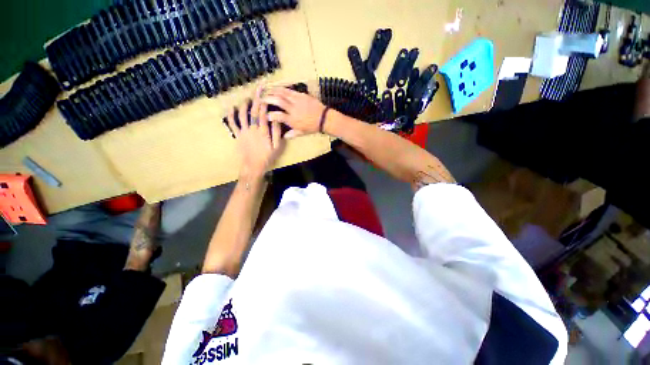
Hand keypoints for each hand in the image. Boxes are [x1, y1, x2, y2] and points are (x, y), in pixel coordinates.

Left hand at [226, 86, 284, 179]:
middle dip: (255, 99)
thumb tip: (276, 119)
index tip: (265, 93)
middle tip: (257, 89)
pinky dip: (231, 115)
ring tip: (246, 98)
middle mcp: (252, 128)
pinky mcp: (237, 135)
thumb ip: (276, 133)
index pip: (263, 113)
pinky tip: (231, 108)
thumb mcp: (277, 147)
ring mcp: (243, 131)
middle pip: (253, 111)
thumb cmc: (267, 157)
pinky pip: (233, 124)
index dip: (264, 102)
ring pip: (242, 115)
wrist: (253, 166)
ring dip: (244, 105)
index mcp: (263, 131)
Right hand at [263, 86, 326, 136]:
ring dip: (273, 90)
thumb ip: (292, 134)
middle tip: (261, 98)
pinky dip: (282, 88)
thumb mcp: (302, 132)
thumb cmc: (312, 127)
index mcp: (293, 120)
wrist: (324, 118)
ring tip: (267, 90)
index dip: (270, 115)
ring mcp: (298, 100)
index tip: (265, 115)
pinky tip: (278, 87)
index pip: (278, 116)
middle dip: (268, 98)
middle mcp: (293, 109)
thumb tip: (284, 136)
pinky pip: (290, 90)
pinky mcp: (302, 95)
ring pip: (283, 93)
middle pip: (278, 101)